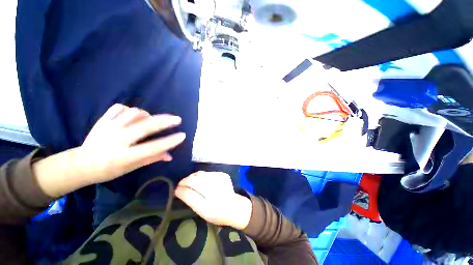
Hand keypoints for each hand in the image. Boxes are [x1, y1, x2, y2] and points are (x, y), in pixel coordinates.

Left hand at [79, 104, 184, 182]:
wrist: (80, 164)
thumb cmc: (108, 170)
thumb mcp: (131, 168)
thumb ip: (151, 159)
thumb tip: (170, 155)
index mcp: (124, 156)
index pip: (152, 147)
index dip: (169, 141)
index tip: (183, 136)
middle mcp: (117, 140)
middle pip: (145, 126)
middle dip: (164, 121)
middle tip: (177, 119)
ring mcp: (108, 128)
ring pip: (133, 114)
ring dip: (147, 115)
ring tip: (151, 119)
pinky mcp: (102, 121)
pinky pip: (119, 108)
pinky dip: (129, 109)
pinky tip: (133, 115)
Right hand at [175, 171, 252, 229]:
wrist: (235, 207)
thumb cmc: (217, 212)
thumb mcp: (201, 210)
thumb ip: (190, 198)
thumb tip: (178, 189)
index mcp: (209, 193)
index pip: (191, 183)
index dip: (182, 184)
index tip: (177, 189)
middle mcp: (215, 181)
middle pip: (196, 176)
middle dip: (187, 180)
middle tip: (183, 187)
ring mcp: (220, 176)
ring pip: (202, 173)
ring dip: (194, 178)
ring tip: (191, 185)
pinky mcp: (223, 175)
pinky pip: (208, 173)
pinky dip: (202, 177)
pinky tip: (202, 183)